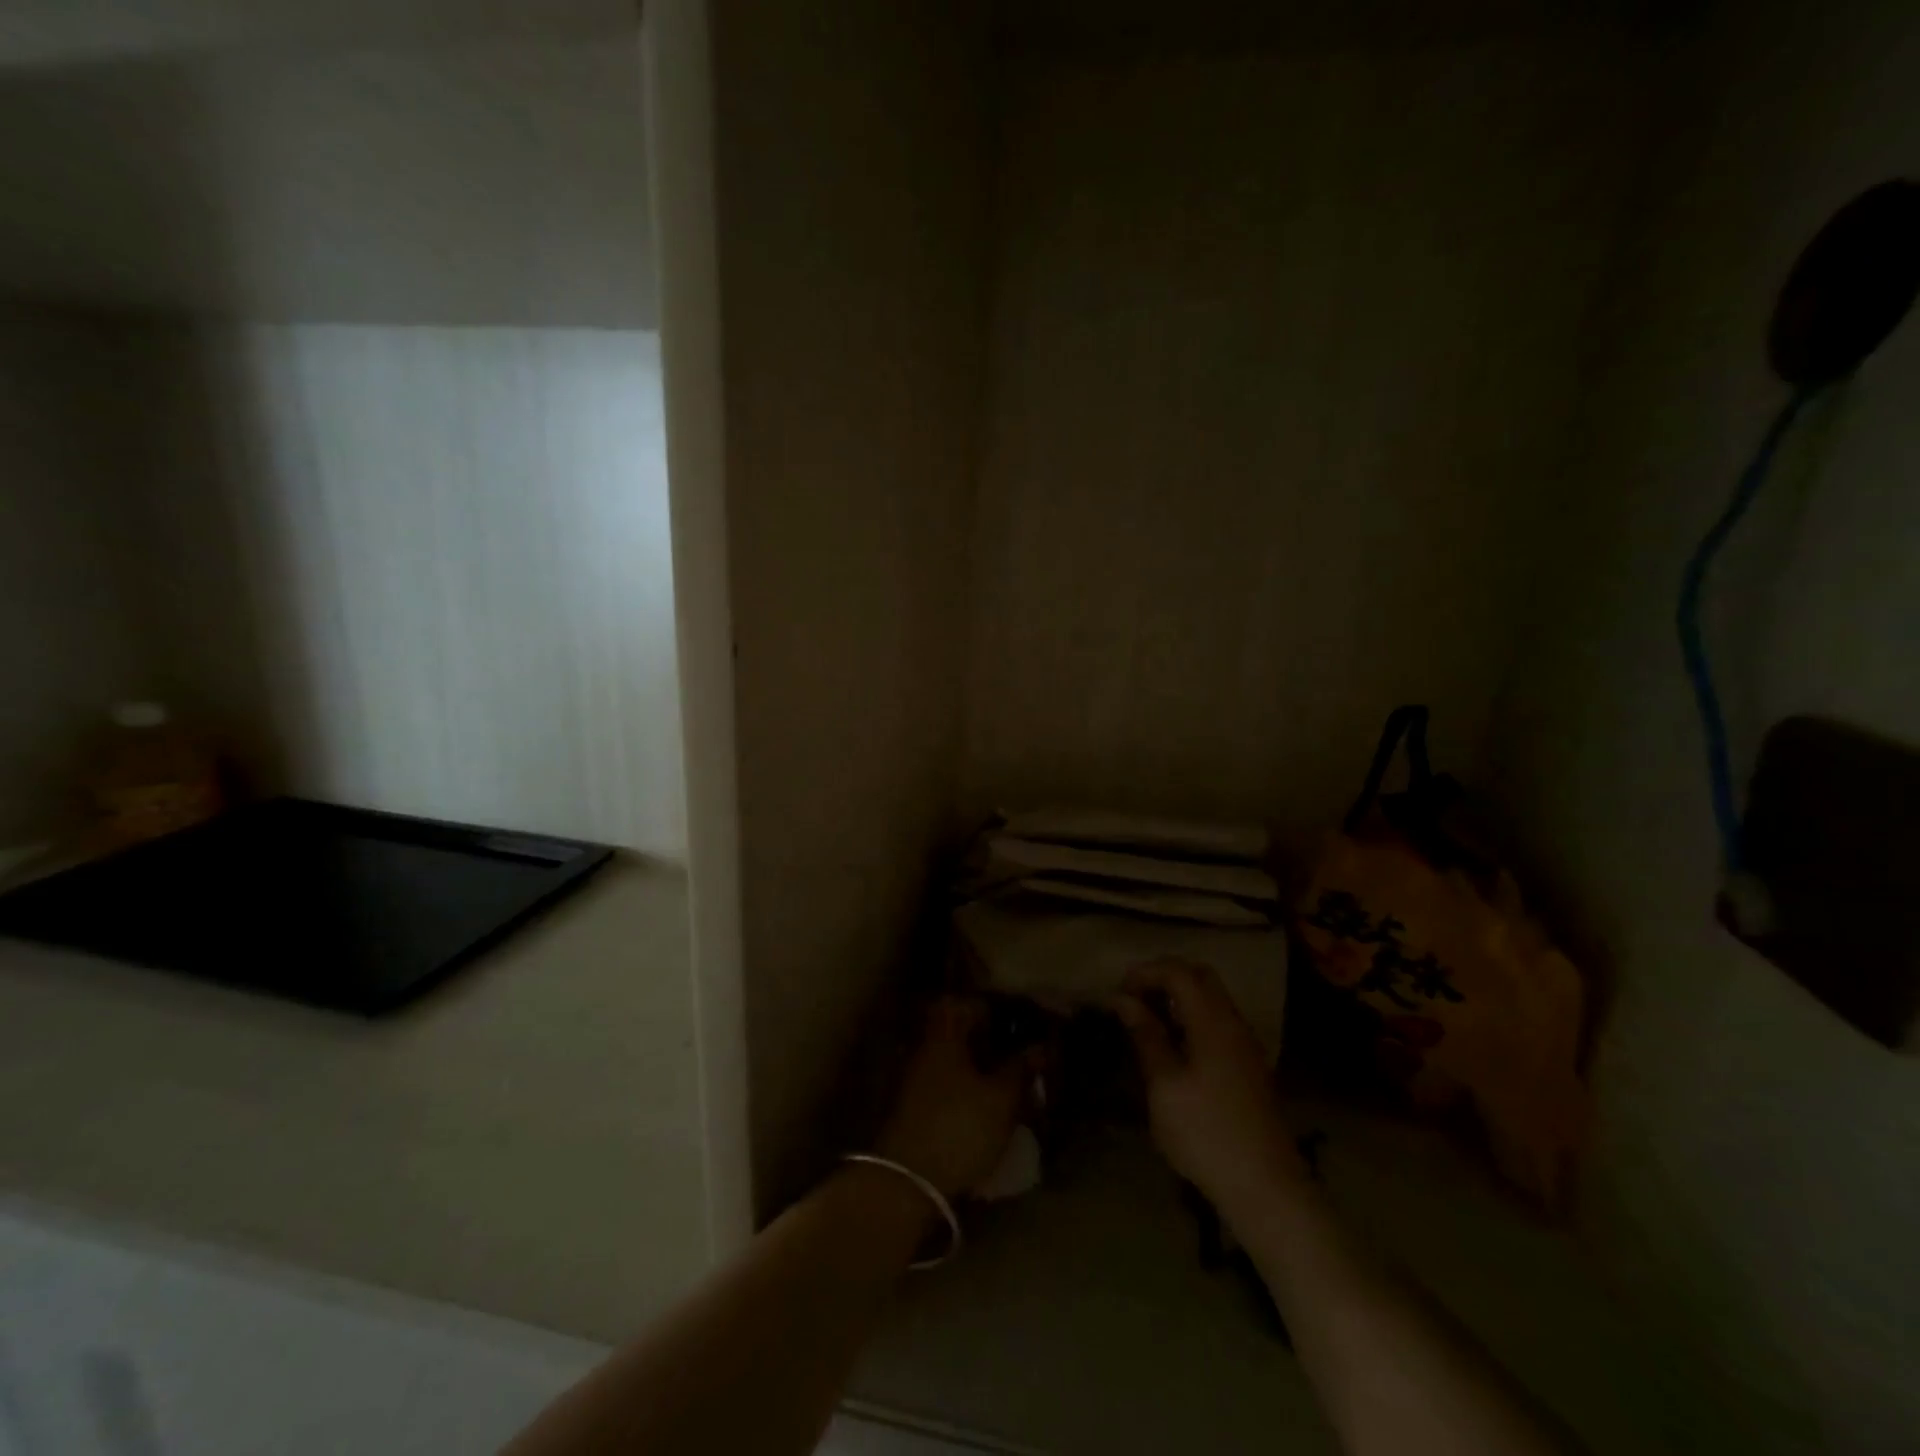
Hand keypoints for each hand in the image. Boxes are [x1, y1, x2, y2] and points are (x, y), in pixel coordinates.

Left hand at [875, 997, 1035, 1199]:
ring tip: (1010, 1086)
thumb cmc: (959, 1128)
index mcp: (944, 1034)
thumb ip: (1021, 1069)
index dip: (994, 1008)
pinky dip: (966, 1090)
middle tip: (1020, 1056)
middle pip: (960, 1032)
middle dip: (990, 1042)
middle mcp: (925, 1048)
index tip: (1019, 1020)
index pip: (967, 1003)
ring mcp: (914, 1078)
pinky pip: (945, 1085)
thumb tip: (1040, 1047)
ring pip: (953, 1061)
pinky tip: (986, 1109)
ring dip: (979, 1069)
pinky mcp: (912, 1107)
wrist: (907, 1182)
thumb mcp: (1001, 1099)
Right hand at [1114, 959, 1304, 1215]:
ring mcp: (1245, 1044)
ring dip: (1177, 997)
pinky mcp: (1248, 1065)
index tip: (1116, 993)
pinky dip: (1191, 1017)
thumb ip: (1146, 1035)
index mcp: (1213, 1021)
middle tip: (1132, 999)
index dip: (1144, 973)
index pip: (1178, 971)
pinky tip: (1173, 1045)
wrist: (1266, 1188)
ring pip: (1211, 998)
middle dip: (1162, 977)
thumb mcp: (1164, 1085)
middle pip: (1199, 976)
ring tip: (1146, 1021)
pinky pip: (1218, 1021)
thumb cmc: (1206, 1133)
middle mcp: (1234, 1022)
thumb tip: (1123, 1000)